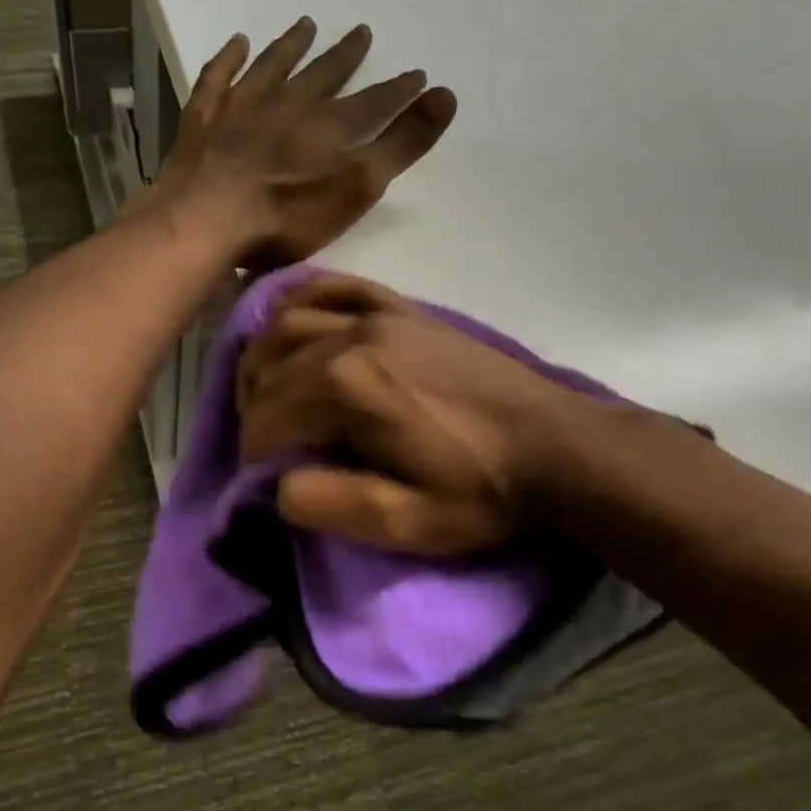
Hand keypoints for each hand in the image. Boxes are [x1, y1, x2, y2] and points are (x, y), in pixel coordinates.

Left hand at [155, 19, 456, 267]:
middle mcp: (286, 108)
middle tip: (362, 32)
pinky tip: (237, 43)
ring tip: (306, 25)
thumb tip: (446, 95)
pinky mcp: (201, 123)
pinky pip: (218, 79)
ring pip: (272, 69)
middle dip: (344, 57)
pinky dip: (229, 60)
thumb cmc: (283, 218)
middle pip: (321, 77)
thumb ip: (399, 146)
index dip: (396, 91)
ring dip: (290, 47)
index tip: (417, 75)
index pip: (371, 104)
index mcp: (326, 130)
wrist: (203, 220)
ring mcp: (239, 111)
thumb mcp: (354, 189)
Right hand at [237, 275, 581, 554]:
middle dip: (252, 408)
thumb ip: (330, 505)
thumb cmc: (480, 492)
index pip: (266, 418)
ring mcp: (380, 314)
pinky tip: (291, 318)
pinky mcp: (405, 309)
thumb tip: (278, 486)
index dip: (256, 453)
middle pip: (269, 367)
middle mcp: (352, 337)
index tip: (266, 478)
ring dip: (262, 357)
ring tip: (265, 391)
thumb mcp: (405, 523)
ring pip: (288, 321)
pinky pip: (336, 287)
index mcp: (346, 388)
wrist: (557, 448)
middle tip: (264, 442)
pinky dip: (301, 299)